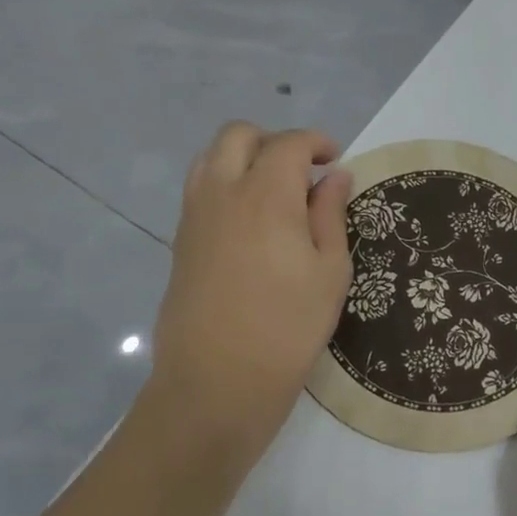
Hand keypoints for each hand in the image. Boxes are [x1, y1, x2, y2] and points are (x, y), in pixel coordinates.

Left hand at [143, 122, 352, 463]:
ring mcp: (194, 215)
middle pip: (239, 135)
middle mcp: (223, 192)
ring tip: (275, 192)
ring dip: (244, 158)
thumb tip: (335, 177)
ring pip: (211, 157)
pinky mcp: (181, 240)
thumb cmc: (289, 327)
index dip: (317, 143)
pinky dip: (226, 183)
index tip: (336, 160)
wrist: (219, 380)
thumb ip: (331, 215)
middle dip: (275, 141)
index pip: (289, 144)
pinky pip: (200, 189)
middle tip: (304, 171)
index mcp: (266, 194)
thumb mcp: (330, 272)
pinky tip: (252, 222)